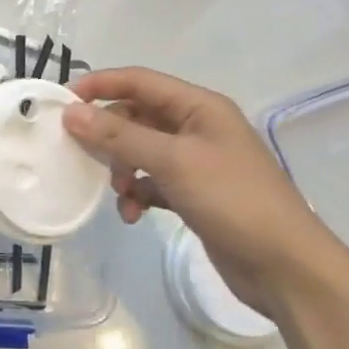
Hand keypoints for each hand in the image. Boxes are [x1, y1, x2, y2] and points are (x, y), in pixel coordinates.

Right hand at [61, 68, 348, 316]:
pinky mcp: (194, 193)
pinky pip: (152, 182)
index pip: (138, 81)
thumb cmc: (234, 201)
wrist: (287, 268)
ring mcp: (197, 161)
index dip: (99, 85)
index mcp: (199, 107)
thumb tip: (70, 112)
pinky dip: (137, 193)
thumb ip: (120, 135)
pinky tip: (133, 214)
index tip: (61, 102)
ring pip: (140, 151)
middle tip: (81, 154)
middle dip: (109, 135)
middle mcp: (197, 127)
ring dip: (122, 169)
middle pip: (136, 116)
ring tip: (119, 194)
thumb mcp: (173, 162)